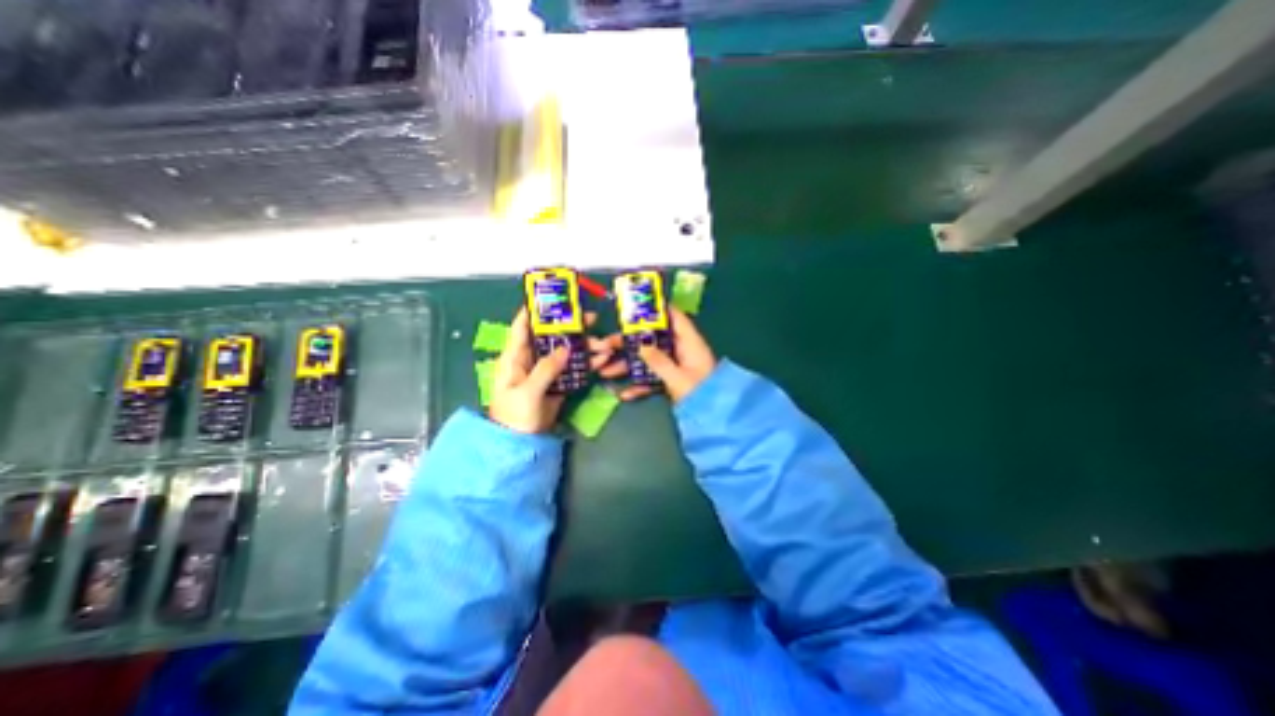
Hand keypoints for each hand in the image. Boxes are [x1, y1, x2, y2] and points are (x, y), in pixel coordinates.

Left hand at [490, 305, 611, 430]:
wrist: (522, 443)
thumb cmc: (515, 417)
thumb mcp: (527, 393)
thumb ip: (545, 370)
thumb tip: (565, 348)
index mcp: (515, 358)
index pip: (522, 327)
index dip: (534, 310)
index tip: (552, 297)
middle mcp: (531, 359)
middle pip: (551, 337)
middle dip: (571, 327)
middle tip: (591, 318)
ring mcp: (546, 371)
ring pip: (566, 352)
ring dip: (585, 347)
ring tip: (606, 343)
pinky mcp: (558, 382)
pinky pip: (573, 368)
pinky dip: (587, 363)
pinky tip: (602, 359)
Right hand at [600, 309, 715, 403]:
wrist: (713, 419)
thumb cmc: (700, 394)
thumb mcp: (678, 377)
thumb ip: (659, 361)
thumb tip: (641, 345)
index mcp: (689, 343)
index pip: (675, 318)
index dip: (657, 309)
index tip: (635, 307)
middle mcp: (681, 351)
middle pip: (653, 339)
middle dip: (630, 342)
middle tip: (608, 343)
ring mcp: (675, 366)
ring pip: (648, 359)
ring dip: (628, 366)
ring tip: (606, 371)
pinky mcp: (670, 381)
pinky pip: (652, 378)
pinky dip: (639, 385)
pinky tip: (624, 394)